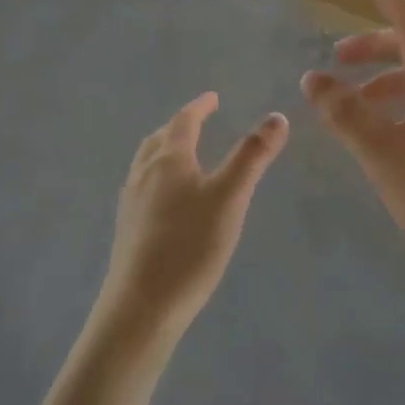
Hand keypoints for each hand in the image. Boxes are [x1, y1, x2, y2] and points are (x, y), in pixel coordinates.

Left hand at [104, 93, 288, 341]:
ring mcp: (131, 203)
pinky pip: (142, 186)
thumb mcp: (231, 197)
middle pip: (159, 139)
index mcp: (168, 160)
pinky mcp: (128, 229)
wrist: (142, 306)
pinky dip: (158, 175)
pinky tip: (168, 199)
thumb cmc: (190, 246)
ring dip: (165, 149)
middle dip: (179, 126)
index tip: (212, 98)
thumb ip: (253, 156)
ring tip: (182, 155)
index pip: (183, 121)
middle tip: (198, 122)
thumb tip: (277, 117)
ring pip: (146, 163)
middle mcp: (144, 174)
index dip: (199, 107)